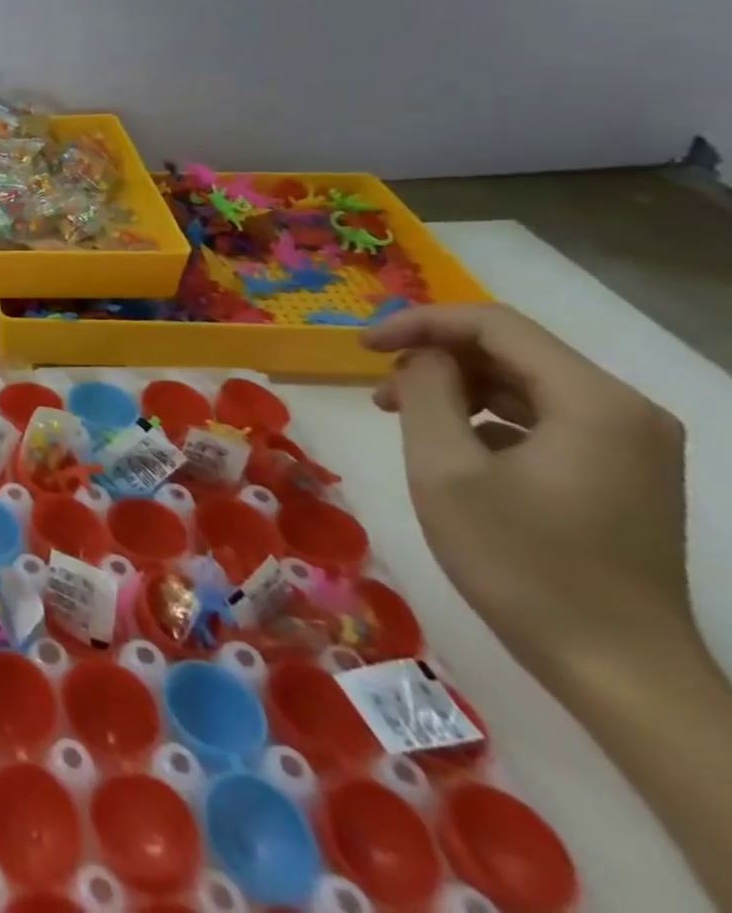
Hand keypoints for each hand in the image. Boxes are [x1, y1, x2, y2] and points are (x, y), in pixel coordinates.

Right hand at [362, 304, 696, 684]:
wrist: (616, 668)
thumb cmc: (520, 563)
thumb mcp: (445, 469)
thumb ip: (427, 393)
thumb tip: (422, 357)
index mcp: (593, 402)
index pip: (494, 324)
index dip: (419, 323)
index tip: (360, 346)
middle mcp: (625, 411)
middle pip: (512, 350)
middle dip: (435, 358)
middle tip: (378, 391)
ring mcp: (631, 444)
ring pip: (523, 383)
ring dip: (456, 388)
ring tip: (401, 417)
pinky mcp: (622, 473)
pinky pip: (543, 418)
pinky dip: (486, 417)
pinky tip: (451, 449)